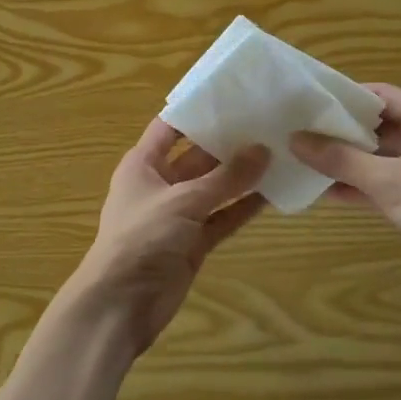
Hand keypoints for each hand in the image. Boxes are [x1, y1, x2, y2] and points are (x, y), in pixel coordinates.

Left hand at [59, 119, 268, 360]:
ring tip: (280, 152)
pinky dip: (243, 207)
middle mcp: (161, 184)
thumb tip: (264, 149)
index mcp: (143, 163)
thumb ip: (225, 178)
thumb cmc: (140, 239)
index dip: (199, 110)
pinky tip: (274, 193)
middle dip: (230, 142)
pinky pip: (222, 217)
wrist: (120, 306)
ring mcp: (179, 214)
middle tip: (270, 122)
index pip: (171, 126)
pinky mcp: (194, 242)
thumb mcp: (183, 201)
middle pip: (199, 156)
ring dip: (242, 175)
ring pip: (215, 187)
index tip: (235, 93)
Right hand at [291, 83, 400, 308]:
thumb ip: (340, 159)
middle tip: (299, 132)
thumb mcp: (387, 181)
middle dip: (340, 131)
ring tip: (305, 161)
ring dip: (347, 161)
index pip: (380, 94)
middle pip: (378, 124)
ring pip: (380, 156)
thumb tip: (294, 139)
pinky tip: (326, 192)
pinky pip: (386, 181)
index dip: (344, 97)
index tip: (308, 104)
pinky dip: (361, 185)